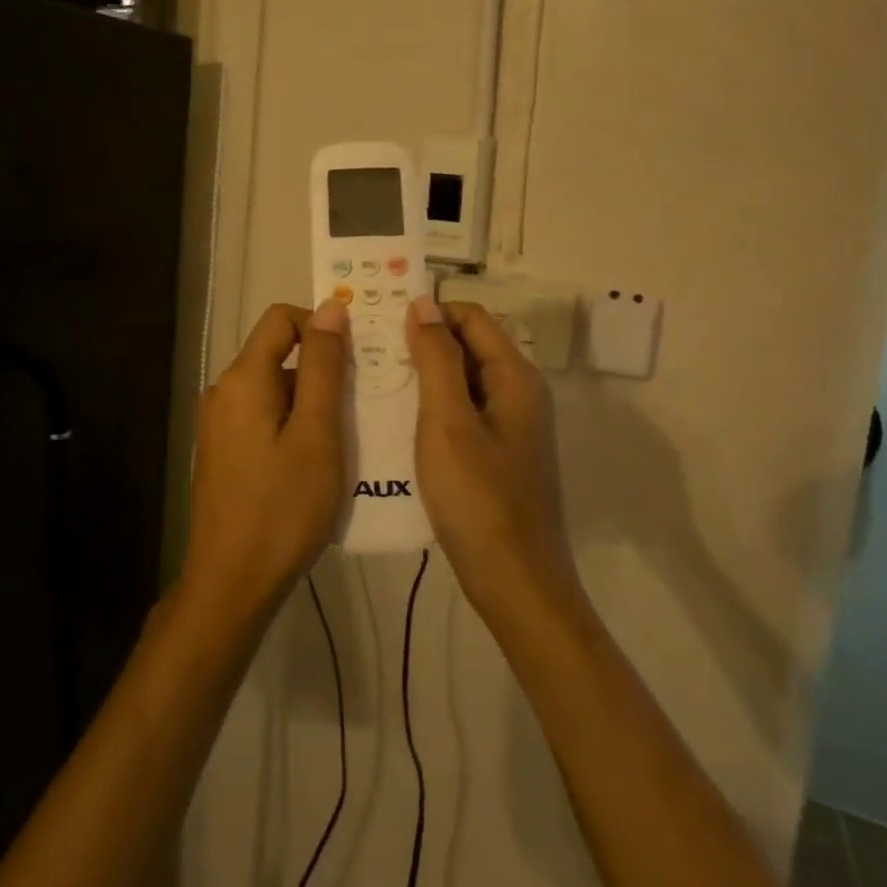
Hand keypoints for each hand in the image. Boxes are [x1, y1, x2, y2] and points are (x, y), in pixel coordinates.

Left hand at [181, 301, 348, 615]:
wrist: (231, 582)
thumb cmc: (282, 507)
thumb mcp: (316, 433)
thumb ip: (323, 367)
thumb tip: (330, 308)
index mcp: (243, 378)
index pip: (281, 319)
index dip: (320, 325)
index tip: (356, 357)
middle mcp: (224, 391)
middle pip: (278, 355)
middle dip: (321, 370)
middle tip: (362, 404)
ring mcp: (219, 423)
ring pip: (274, 390)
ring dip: (311, 402)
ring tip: (348, 437)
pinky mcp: (223, 450)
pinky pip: (263, 417)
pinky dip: (293, 424)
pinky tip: (318, 461)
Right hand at [405, 298, 576, 613]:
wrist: (516, 584)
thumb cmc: (479, 499)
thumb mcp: (448, 422)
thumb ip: (437, 359)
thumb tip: (423, 302)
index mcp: (514, 377)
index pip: (470, 317)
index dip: (428, 313)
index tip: (380, 324)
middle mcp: (518, 393)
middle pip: (467, 346)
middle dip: (421, 343)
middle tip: (368, 353)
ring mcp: (510, 425)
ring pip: (461, 380)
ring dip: (422, 376)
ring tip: (374, 382)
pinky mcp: (498, 453)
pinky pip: (462, 412)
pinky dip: (431, 406)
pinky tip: (397, 421)